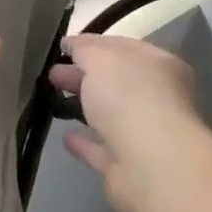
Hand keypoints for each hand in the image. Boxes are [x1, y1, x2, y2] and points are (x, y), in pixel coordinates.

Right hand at [50, 34, 211, 211]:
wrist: (151, 166)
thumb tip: (71, 43)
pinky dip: (85, 143)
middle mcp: (158, 98)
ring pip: (110, 115)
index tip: (64, 46)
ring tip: (54, 97)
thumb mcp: (102, 58)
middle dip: (84, 73)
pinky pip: (103, 149)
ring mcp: (145, 135)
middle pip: (115, 81)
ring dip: (86, 105)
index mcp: (159, 65)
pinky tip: (66, 136)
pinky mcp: (129, 168)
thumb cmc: (130, 97)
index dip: (93, 44)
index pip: (123, 47)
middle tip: (52, 72)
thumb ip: (85, 49)